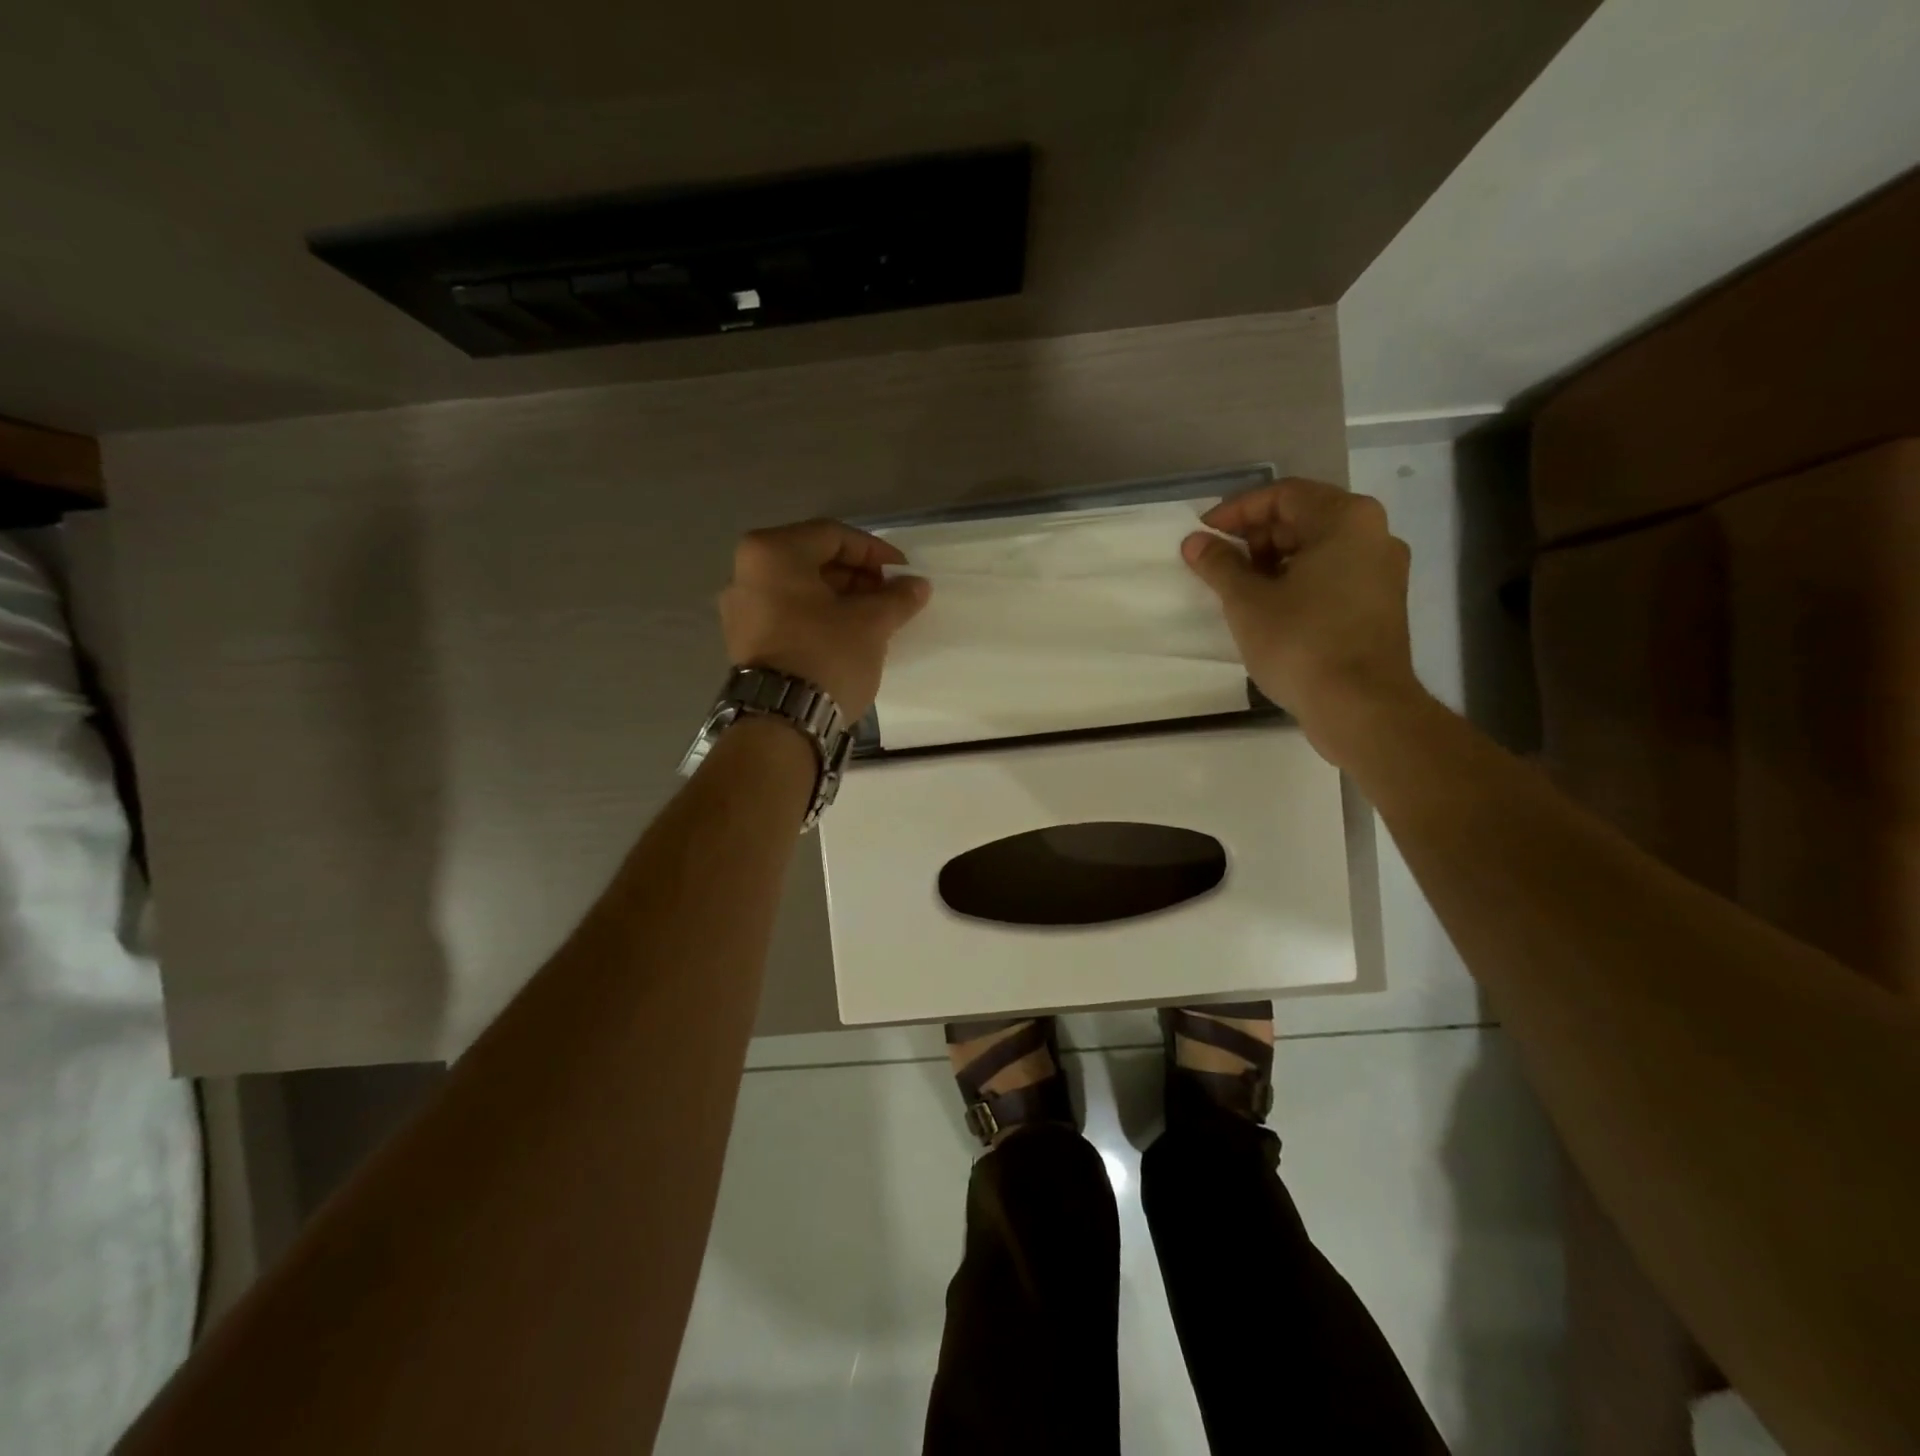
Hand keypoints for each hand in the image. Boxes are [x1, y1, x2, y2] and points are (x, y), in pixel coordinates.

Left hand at [719, 519, 930, 720]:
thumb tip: (917, 585)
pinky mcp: (744, 641)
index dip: (875, 552)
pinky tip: (847, 634)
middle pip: (813, 560)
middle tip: (890, 596)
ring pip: (801, 590)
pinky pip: (788, 614)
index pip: (834, 536)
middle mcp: (745, 572)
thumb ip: (897, 597)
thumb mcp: (871, 623)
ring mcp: (740, 609)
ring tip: (875, 617)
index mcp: (771, 553)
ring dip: (841, 598)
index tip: (904, 572)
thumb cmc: (827, 655)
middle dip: (857, 576)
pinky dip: (819, 616)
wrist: (783, 720)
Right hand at [1182, 479, 1422, 765]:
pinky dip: (1298, 581)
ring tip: (1239, 590)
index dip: (1236, 511)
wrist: (1361, 707)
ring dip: (1274, 561)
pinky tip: (1269, 609)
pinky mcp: (1381, 604)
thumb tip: (1195, 541)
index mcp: (1345, 519)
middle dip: (1255, 537)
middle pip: (1303, 518)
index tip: (1203, 535)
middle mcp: (1373, 534)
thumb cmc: (1301, 644)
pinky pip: (1332, 575)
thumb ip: (1219, 564)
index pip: (1282, 495)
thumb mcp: (1247, 602)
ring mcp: (1383, 571)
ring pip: (1318, 549)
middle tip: (1219, 565)